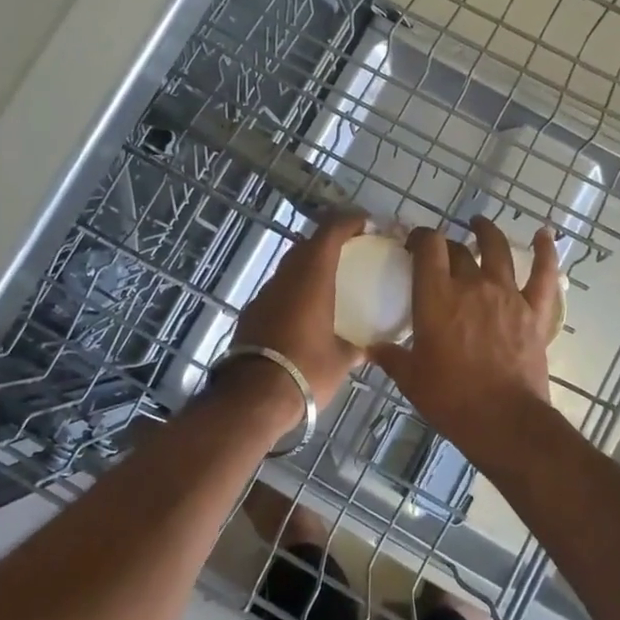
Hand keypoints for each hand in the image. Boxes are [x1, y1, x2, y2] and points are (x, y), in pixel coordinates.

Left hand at [229, 210, 366, 408]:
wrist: (254, 398)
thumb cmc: (307, 370)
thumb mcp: (341, 361)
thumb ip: (356, 347)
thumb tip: (367, 348)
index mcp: (312, 278)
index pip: (330, 232)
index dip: (348, 221)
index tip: (365, 222)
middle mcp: (286, 278)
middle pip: (306, 245)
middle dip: (328, 240)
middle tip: (350, 249)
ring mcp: (264, 295)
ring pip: (289, 267)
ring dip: (308, 265)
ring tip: (329, 279)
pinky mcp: (251, 314)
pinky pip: (278, 290)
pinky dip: (294, 289)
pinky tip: (304, 309)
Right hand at [371, 217, 559, 453]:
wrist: (504, 421)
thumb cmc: (451, 399)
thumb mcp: (411, 379)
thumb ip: (391, 357)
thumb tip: (372, 348)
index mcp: (437, 296)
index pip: (428, 247)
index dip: (421, 237)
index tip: (414, 243)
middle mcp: (472, 285)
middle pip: (458, 250)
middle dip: (446, 246)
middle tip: (440, 253)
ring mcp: (507, 295)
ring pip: (497, 250)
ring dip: (487, 233)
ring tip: (479, 224)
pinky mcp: (535, 311)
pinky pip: (543, 274)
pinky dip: (546, 252)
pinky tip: (545, 234)